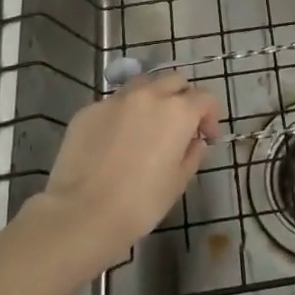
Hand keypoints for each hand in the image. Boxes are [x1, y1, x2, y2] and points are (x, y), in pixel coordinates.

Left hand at [34, 72, 220, 271]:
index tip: (206, 138)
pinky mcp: (88, 110)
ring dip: (152, 99)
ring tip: (146, 126)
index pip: (205, 98)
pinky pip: (113, 104)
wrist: (83, 213)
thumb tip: (194, 142)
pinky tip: (115, 141)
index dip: (211, 117)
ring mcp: (115, 99)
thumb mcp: (179, 182)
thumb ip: (193, 154)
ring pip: (142, 85)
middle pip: (174, 81)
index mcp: (177, 111)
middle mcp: (148, 95)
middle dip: (183, 98)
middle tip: (179, 126)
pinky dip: (122, 115)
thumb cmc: (141, 203)